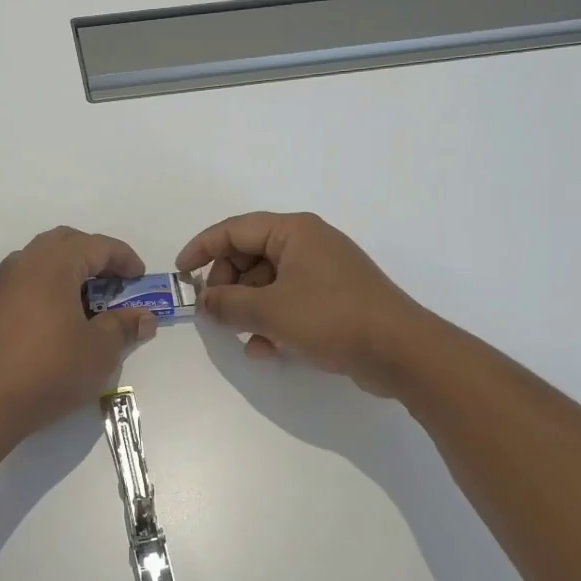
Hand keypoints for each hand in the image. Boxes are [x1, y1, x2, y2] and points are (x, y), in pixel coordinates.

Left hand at [0, 227, 157, 437]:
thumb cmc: (50, 370)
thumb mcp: (100, 350)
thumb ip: (124, 326)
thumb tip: (144, 317)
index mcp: (55, 263)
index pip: (97, 245)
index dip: (124, 258)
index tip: (140, 278)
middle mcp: (26, 262)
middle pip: (66, 242)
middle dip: (95, 255)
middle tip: (115, 281)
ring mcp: (3, 283)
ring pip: (43, 258)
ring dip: (70, 269)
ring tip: (90, 299)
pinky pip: (27, 279)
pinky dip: (49, 285)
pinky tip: (60, 316)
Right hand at [177, 212, 428, 397]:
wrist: (401, 351)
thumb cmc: (331, 318)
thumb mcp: (270, 310)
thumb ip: (228, 303)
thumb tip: (205, 301)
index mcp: (293, 231)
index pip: (234, 229)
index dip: (202, 249)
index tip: (180, 274)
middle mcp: (308, 244)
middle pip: (250, 255)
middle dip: (228, 284)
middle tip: (216, 312)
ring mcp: (323, 272)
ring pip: (268, 282)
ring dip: (249, 308)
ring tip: (242, 335)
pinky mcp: (334, 299)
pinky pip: (290, 302)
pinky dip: (272, 320)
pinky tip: (265, 349)